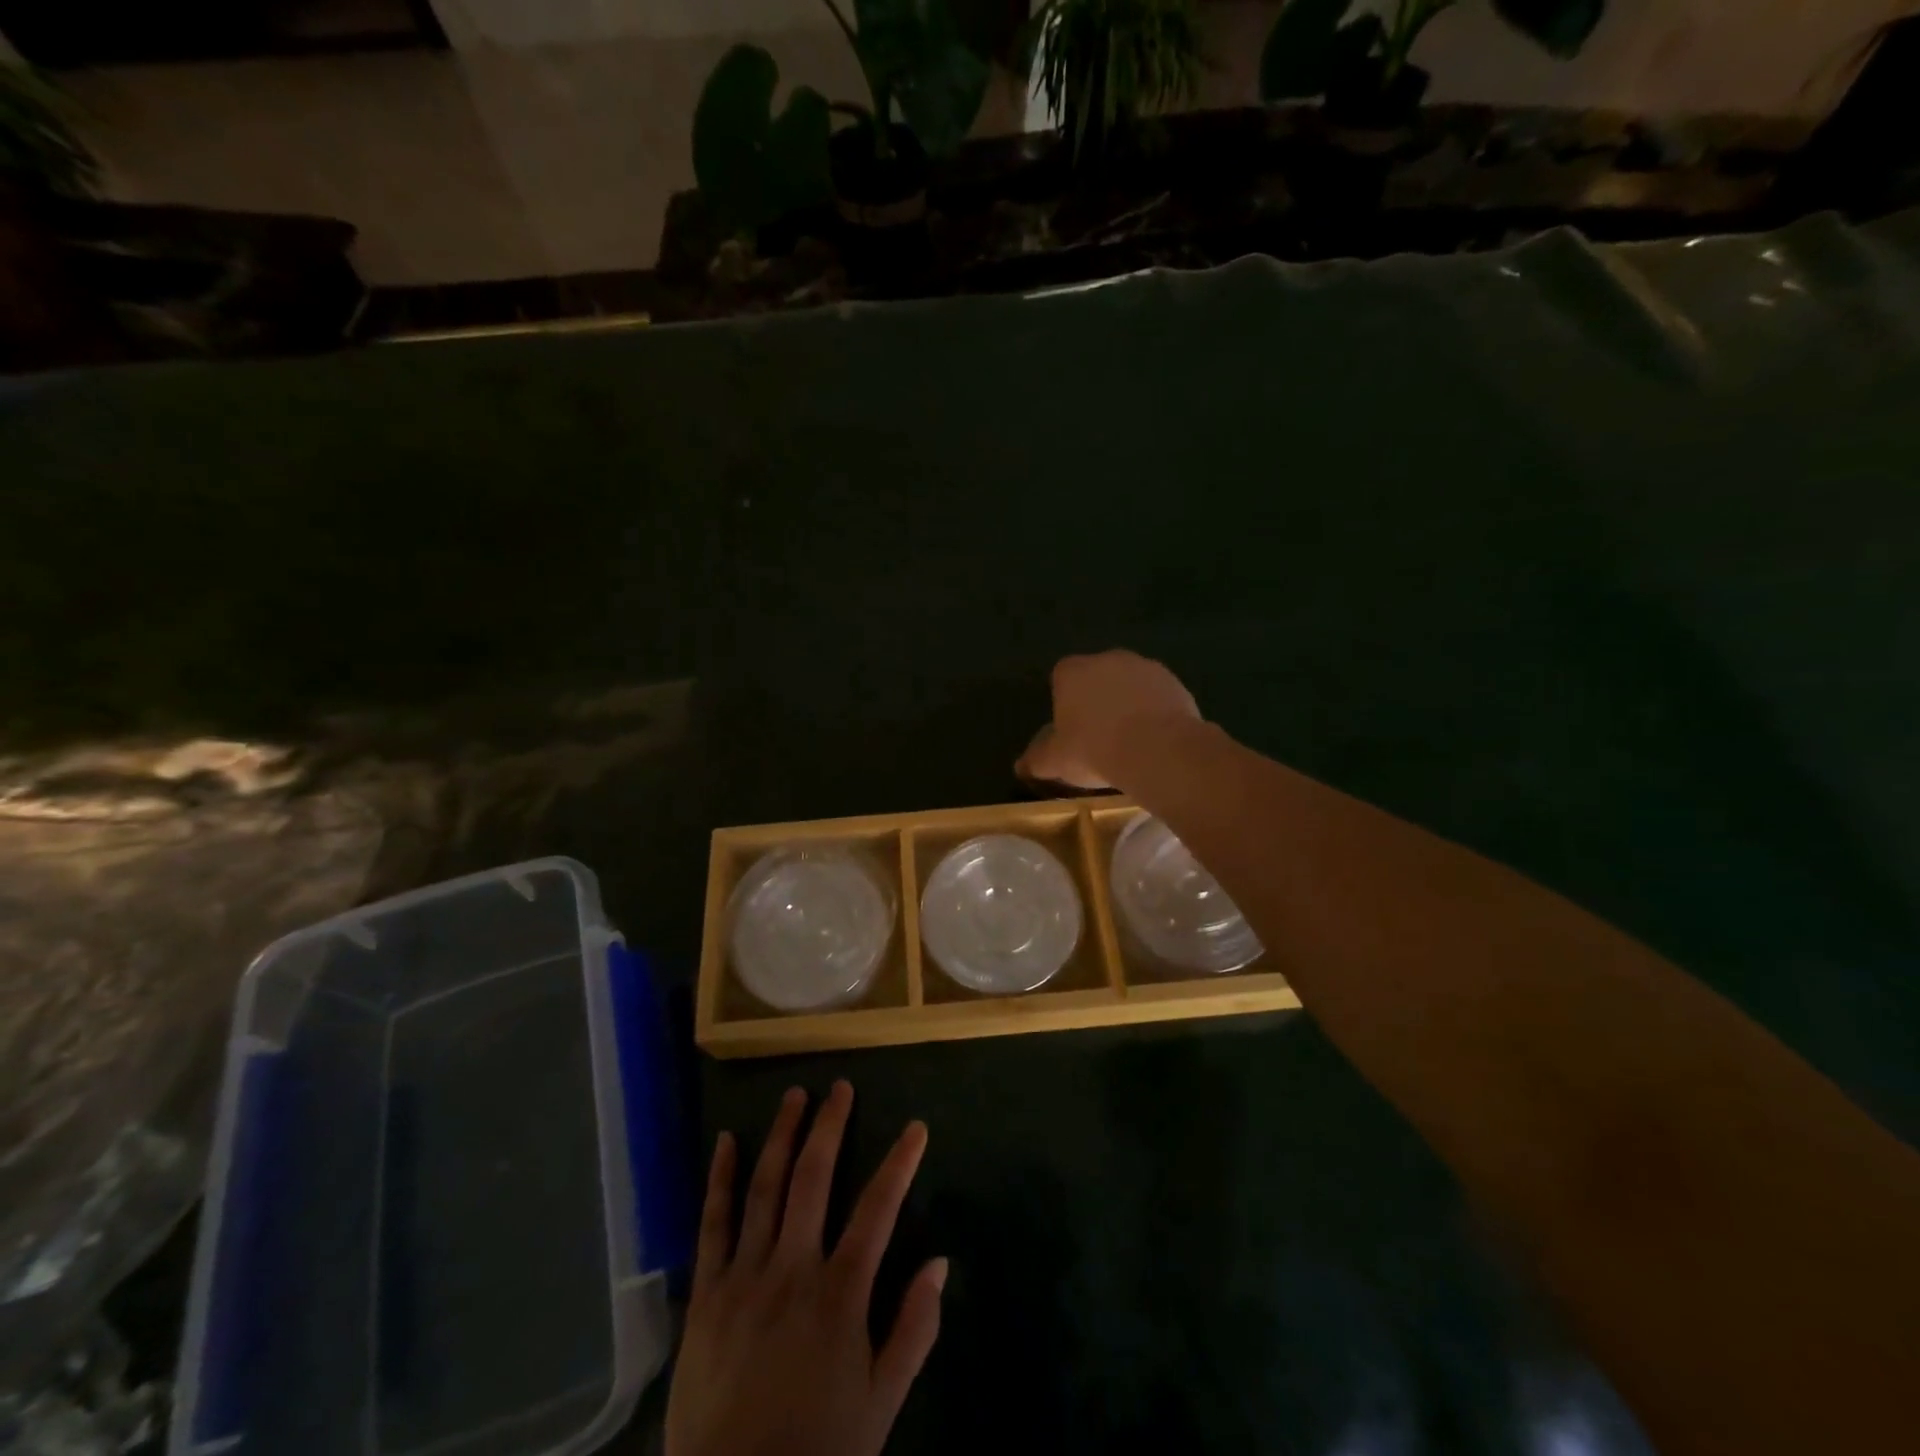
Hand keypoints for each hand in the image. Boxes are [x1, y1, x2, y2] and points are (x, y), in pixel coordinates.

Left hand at [666, 1081, 945, 1455]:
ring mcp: (745, 1277)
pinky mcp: (706, 1294)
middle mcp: (793, 1269)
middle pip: (814, 1179)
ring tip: (794, 1095)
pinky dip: (719, 1179)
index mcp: (840, 1294)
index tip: (915, 1126)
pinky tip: (725, 1141)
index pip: (878, 1209)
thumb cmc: (817, 1448)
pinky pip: (713, 1225)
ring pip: (765, 1188)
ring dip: (782, 1136)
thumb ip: (913, 1330)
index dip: (900, 1163)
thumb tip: (940, 1262)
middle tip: (840, 1087)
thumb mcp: (881, 1404)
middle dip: (830, 1126)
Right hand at [1016, 650, 1200, 789]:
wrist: (1157, 749)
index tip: (1071, 730)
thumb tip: (1020, 766)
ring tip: (1130, 742)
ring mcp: (1144, 667)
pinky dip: (1155, 712)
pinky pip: (1157, 696)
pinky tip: (1155, 740)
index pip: (1061, 678)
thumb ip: (1036, 759)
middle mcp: (1107, 659)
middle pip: (1097, 678)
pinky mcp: (1174, 682)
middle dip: (1097, 701)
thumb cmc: (1094, 749)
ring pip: (1130, 685)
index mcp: (1072, 671)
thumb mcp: (1055, 761)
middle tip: (1099, 737)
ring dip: (1128, 705)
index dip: (1065, 702)